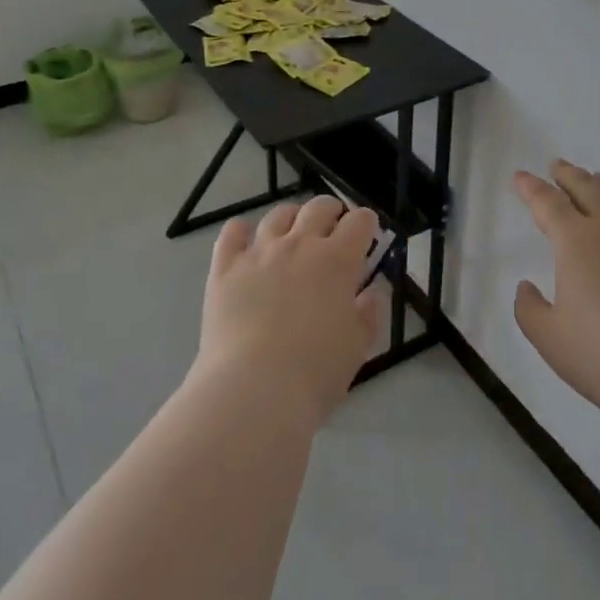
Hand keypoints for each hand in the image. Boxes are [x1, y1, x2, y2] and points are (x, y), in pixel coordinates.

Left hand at [195, 197, 384, 425]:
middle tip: (333, 227)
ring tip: (293, 231)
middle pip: (319, 207)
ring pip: (278, 214)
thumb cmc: (315, 374)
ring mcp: (259, 252)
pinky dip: (241, 230)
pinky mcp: (225, 266)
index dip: (366, 223)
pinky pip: (232, 232)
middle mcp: (299, 245)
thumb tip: (373, 291)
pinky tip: (246, 241)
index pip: (359, 222)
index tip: (367, 235)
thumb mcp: (357, 348)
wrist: (253, 391)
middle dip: (331, 211)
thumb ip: (369, 313)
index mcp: (337, 261)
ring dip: (292, 217)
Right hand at [513, 162, 599, 426]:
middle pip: (589, 189)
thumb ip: (529, 309)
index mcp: (576, 242)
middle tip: (558, 167)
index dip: (531, 188)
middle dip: (569, 175)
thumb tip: (527, 288)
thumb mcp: (549, 338)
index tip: (521, 177)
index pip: (548, 203)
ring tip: (599, 180)